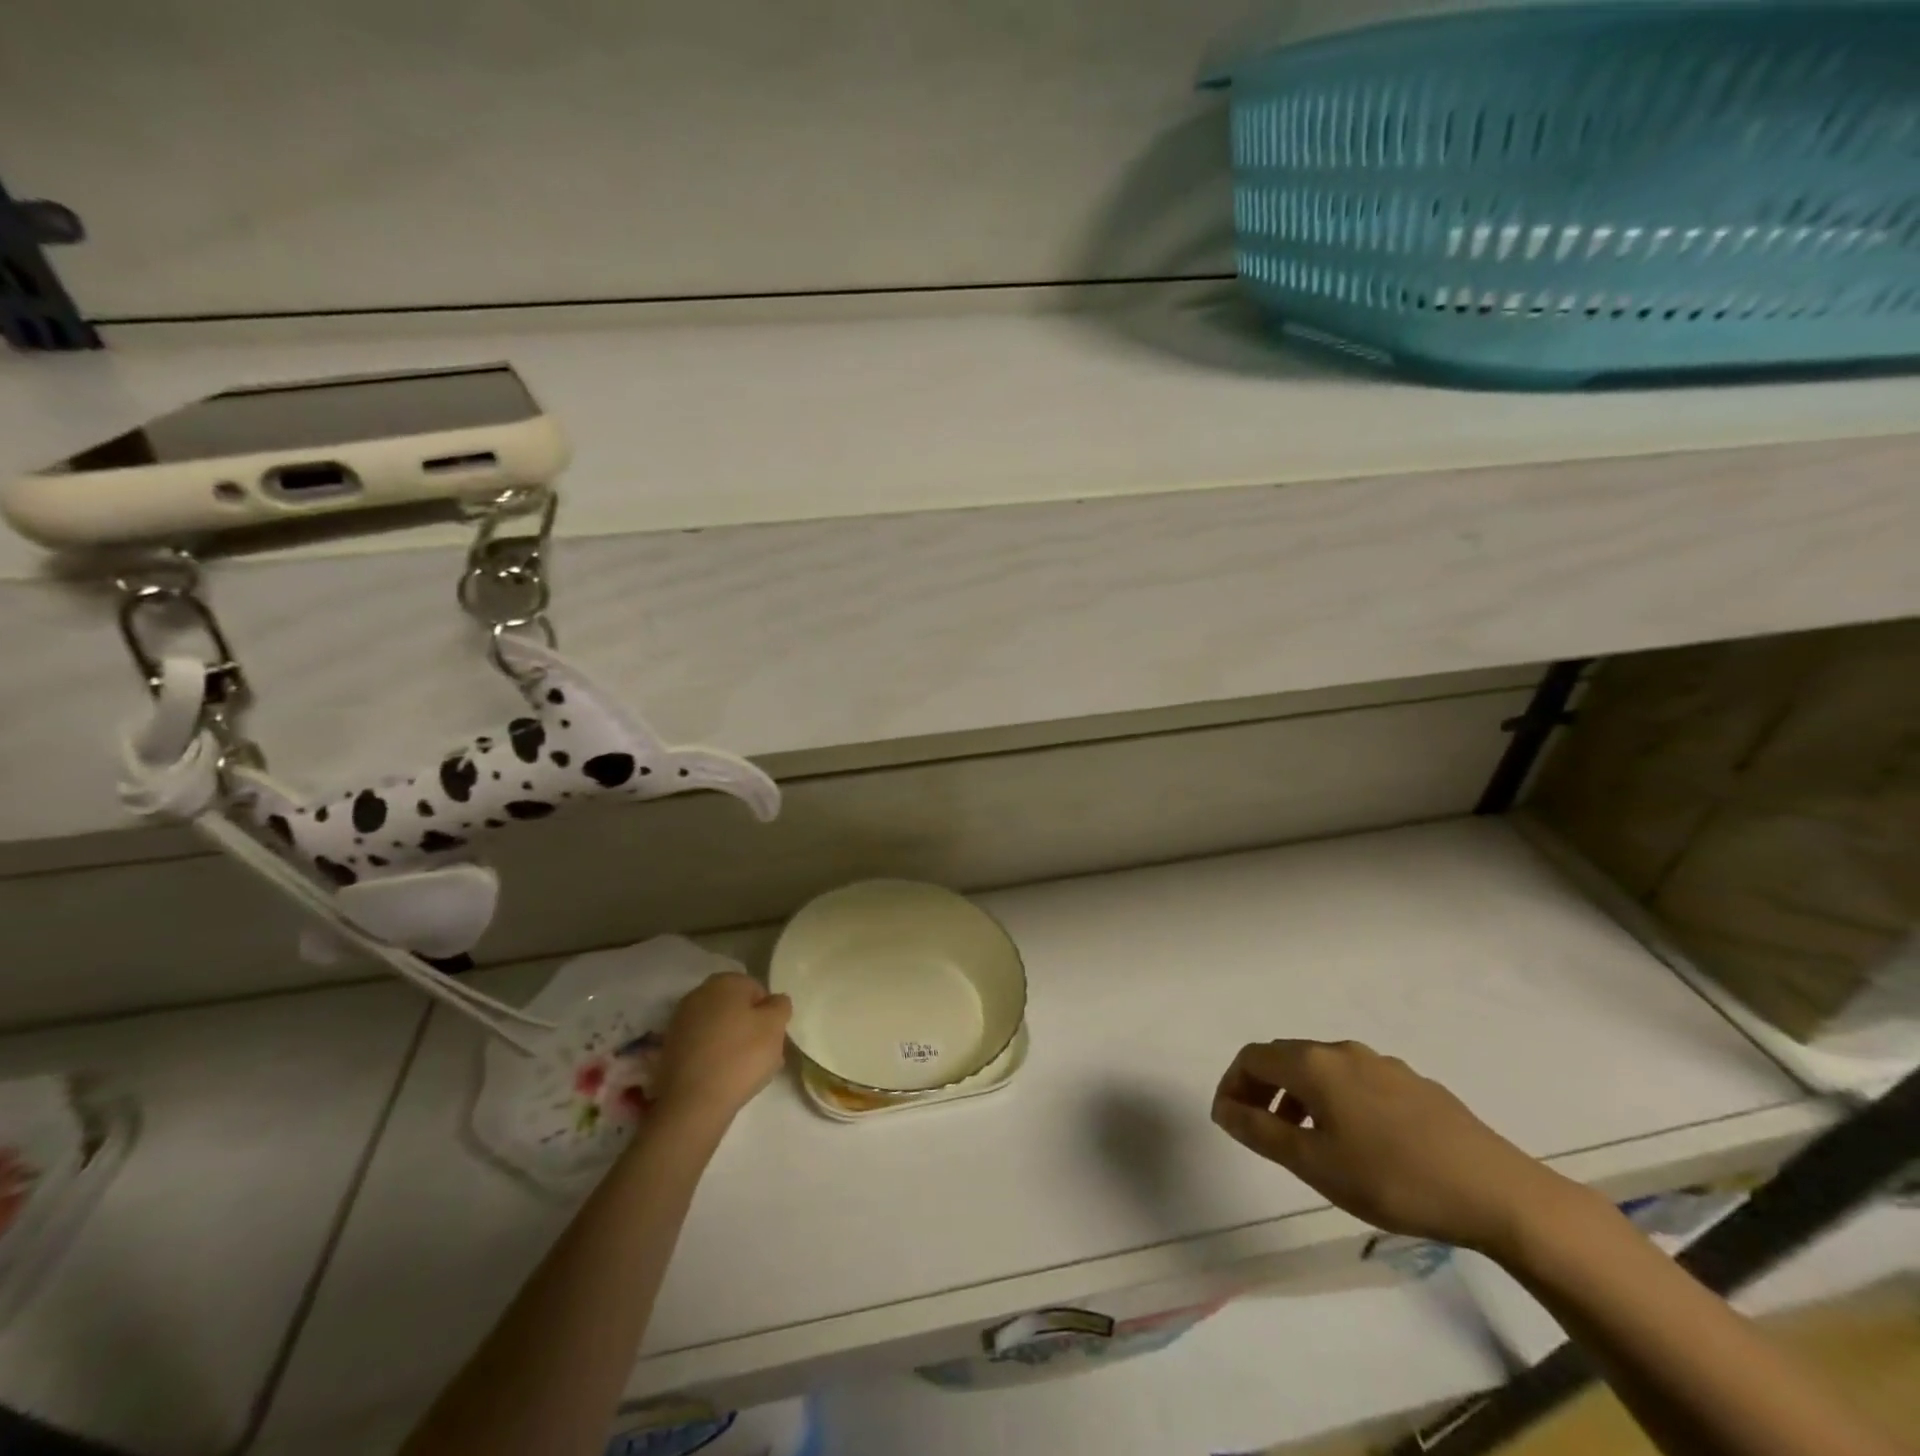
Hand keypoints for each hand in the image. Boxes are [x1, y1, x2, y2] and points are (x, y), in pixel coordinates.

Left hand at [652, 973, 791, 1127]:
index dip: (768, 1014)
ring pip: (718, 1027)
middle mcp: (699, 993)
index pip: (757, 990)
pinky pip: (701, 1045)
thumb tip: (774, 1001)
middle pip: (735, 1007)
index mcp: (725, 981)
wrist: (693, 1103)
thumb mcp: (775, 1026)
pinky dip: (712, 1055)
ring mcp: (680, 1020)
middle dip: (749, 1026)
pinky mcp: (669, 1047)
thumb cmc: (741, 1056)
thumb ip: (780, 1006)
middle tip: (761, 1053)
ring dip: (731, 1041)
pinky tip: (721, 1076)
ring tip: (742, 1070)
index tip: (772, 1037)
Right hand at [1211, 1039, 1581, 1255]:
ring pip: (1323, 1070)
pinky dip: (1336, 1101)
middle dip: (1263, 1088)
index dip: (1232, 1084)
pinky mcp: (1416, 1085)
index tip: (1229, 1121)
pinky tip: (1358, 1142)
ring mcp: (1384, 1065)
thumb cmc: (1392, 1179)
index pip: (1253, 1057)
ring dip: (1299, 1096)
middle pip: (1286, 1057)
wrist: (1497, 1192)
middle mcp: (1344, 1052)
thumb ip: (1260, 1132)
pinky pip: (1357, 1082)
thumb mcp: (1314, 1163)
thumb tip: (1224, 1108)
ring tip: (1305, 1141)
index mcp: (1314, 1064)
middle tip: (1259, 1130)